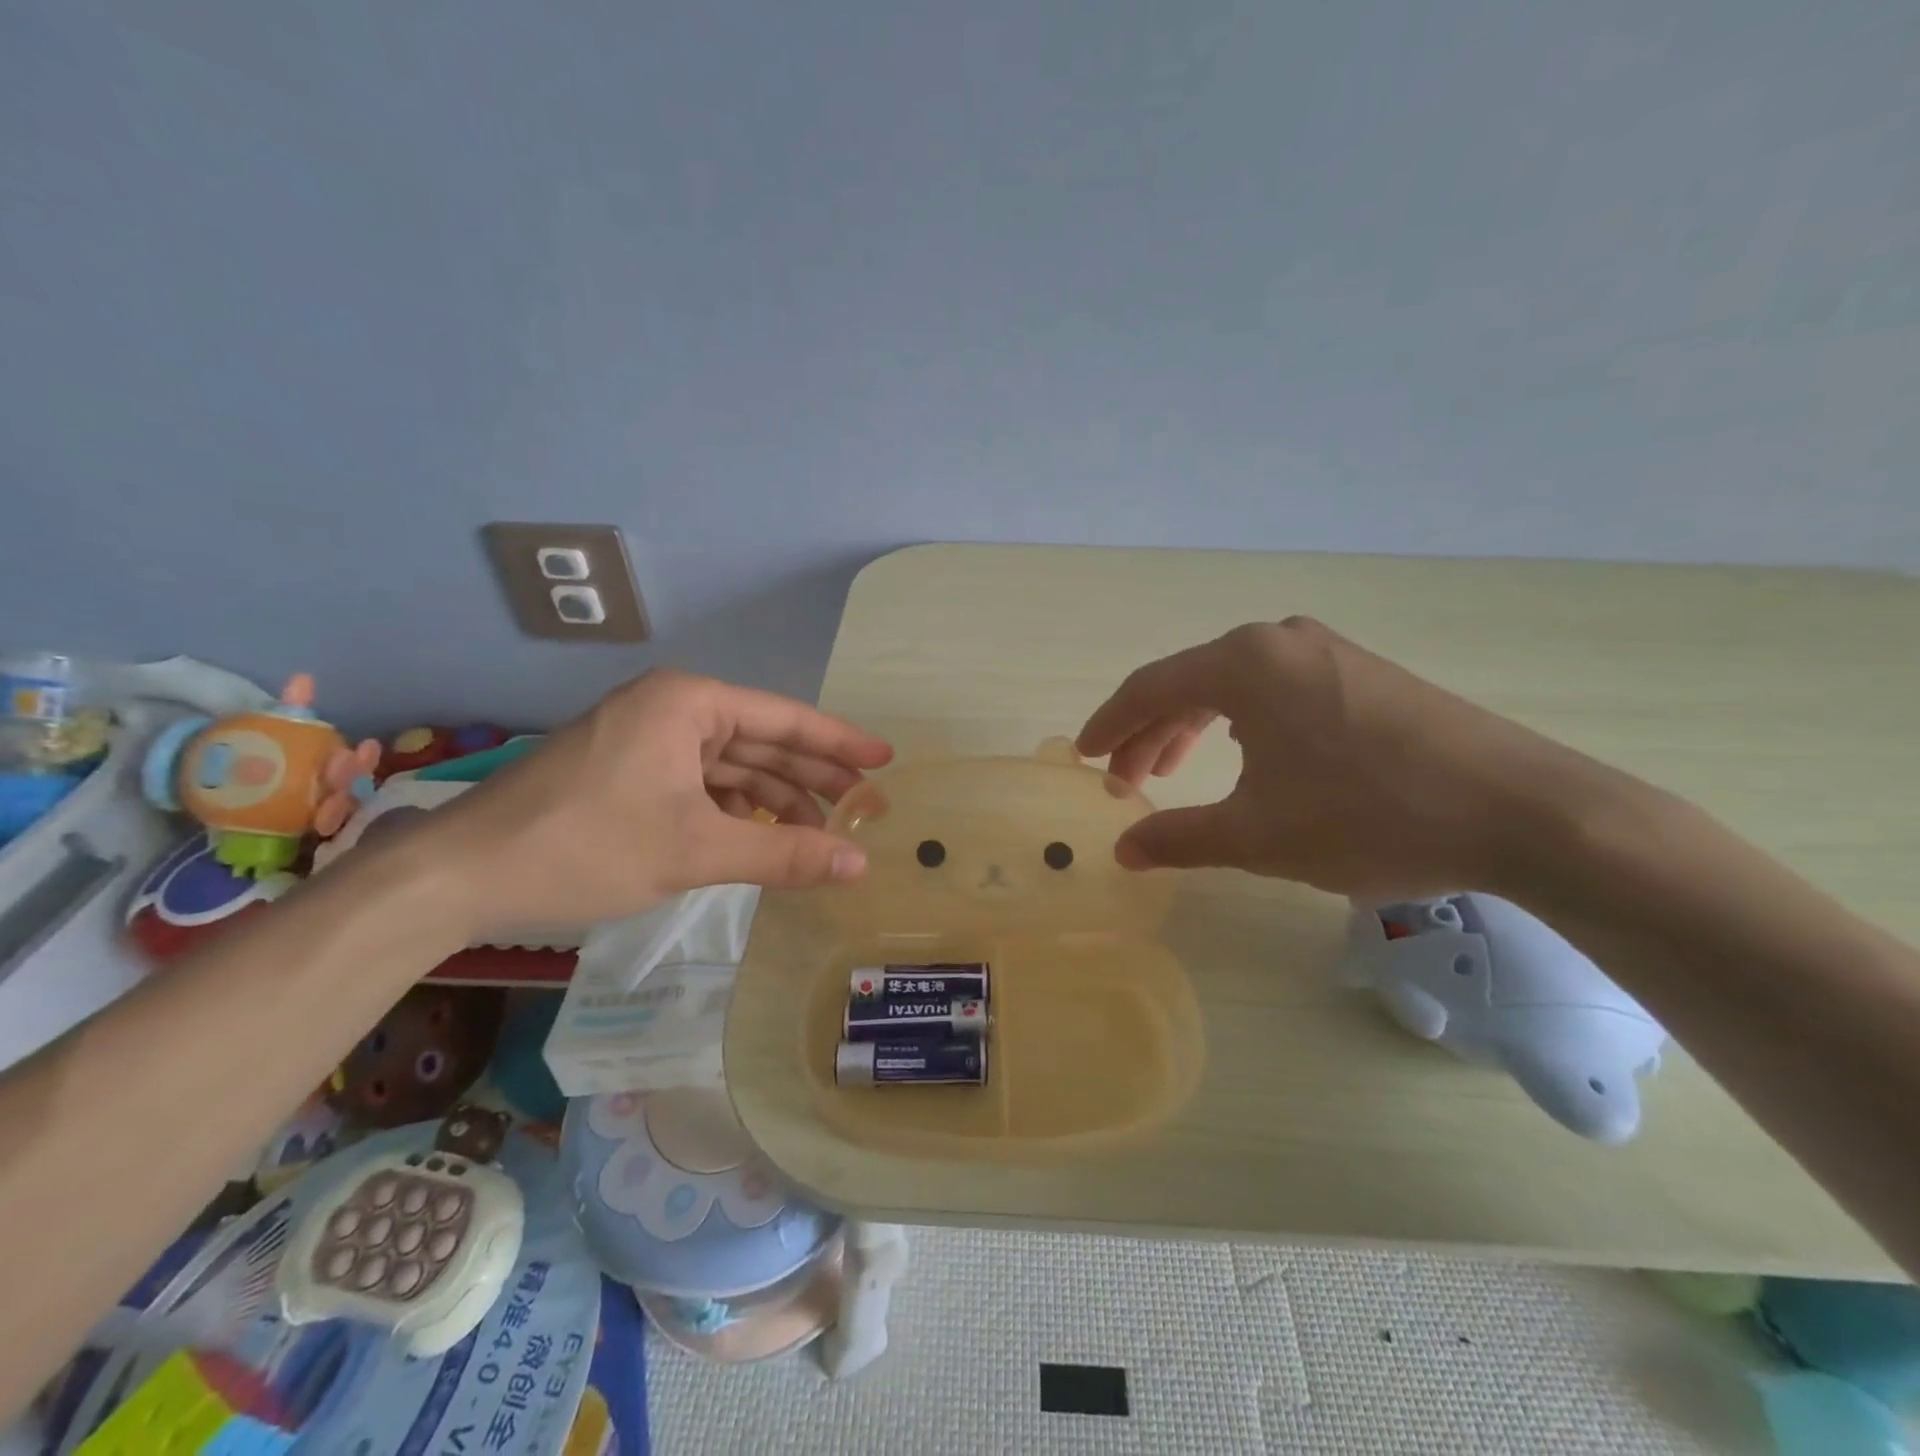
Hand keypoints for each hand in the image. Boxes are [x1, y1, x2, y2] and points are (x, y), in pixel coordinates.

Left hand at [416, 670, 892, 937]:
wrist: (462, 874)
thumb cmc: (587, 845)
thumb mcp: (696, 849)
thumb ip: (785, 853)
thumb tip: (859, 864)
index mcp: (688, 703)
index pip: (784, 719)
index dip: (840, 743)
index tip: (885, 760)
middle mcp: (671, 709)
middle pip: (761, 741)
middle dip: (813, 776)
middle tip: (865, 806)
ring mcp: (646, 740)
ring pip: (731, 766)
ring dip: (775, 799)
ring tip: (822, 832)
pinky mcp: (629, 771)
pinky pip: (701, 784)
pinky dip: (736, 810)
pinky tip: (763, 837)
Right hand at [1075, 618, 1610, 900]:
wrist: (1520, 811)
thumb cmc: (1369, 816)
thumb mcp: (1258, 836)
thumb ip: (1179, 838)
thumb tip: (1123, 851)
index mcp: (1243, 663)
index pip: (1149, 688)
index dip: (1108, 726)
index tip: (1082, 757)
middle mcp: (1279, 640)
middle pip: (1187, 682)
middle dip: (1148, 734)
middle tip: (1126, 783)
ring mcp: (1327, 651)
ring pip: (1232, 686)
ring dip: (1192, 728)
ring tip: (1172, 773)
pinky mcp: (1363, 672)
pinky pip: (1274, 688)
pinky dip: (1239, 721)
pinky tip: (1243, 754)